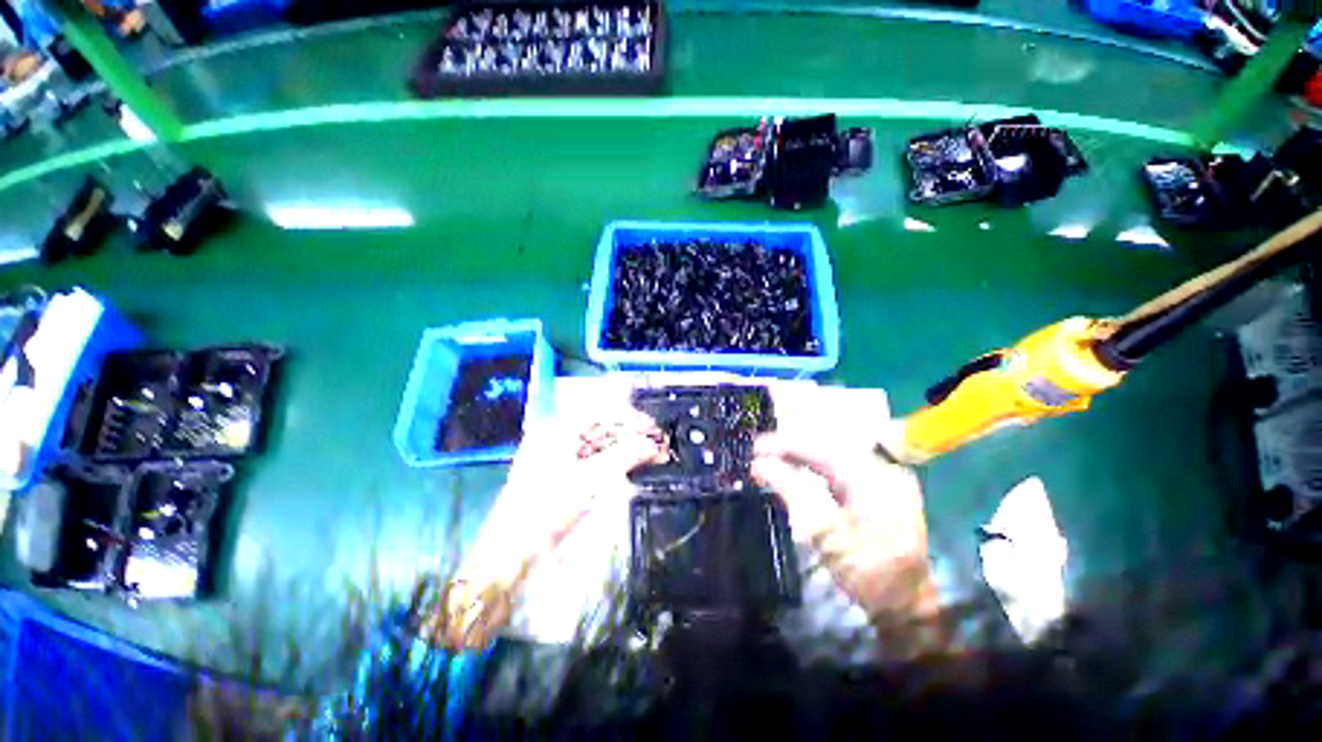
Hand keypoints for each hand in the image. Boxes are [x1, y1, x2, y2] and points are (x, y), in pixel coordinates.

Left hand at [429, 404, 666, 649]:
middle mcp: (558, 440)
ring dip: (627, 450)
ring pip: (601, 447)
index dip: (629, 418)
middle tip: (658, 444)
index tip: (652, 428)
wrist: (512, 555)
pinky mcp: (565, 480)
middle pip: (602, 430)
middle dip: (631, 435)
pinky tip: (634, 467)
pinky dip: (616, 464)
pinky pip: (596, 464)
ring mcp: (561, 461)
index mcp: (557, 431)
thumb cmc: (547, 509)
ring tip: (654, 456)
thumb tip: (652, 444)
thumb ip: (625, 456)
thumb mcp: (590, 479)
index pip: (600, 413)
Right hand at [752, 431, 942, 655]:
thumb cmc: (866, 572)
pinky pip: (841, 469)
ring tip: (773, 458)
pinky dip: (816, 468)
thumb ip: (792, 491)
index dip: (785, 444)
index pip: (821, 449)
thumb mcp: (825, 533)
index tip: (756, 448)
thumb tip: (760, 465)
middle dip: (792, 448)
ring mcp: (884, 480)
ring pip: (834, 457)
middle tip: (760, 452)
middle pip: (827, 448)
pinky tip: (799, 470)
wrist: (907, 606)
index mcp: (873, 477)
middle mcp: (882, 470)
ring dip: (802, 457)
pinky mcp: (881, 491)